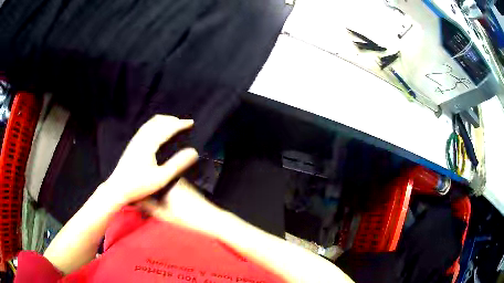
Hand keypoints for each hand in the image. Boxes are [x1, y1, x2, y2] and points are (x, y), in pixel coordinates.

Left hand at [100, 115, 197, 207]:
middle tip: (183, 123)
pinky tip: (157, 132)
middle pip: (157, 121)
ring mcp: (135, 141)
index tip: (191, 122)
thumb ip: (177, 164)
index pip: (167, 128)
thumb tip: (193, 151)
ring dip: (163, 121)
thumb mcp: (161, 178)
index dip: (180, 124)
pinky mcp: (132, 145)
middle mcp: (141, 138)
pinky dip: (155, 124)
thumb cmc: (139, 185)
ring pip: (150, 123)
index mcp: (149, 144)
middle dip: (172, 120)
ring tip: (173, 123)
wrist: (117, 188)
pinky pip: (145, 128)